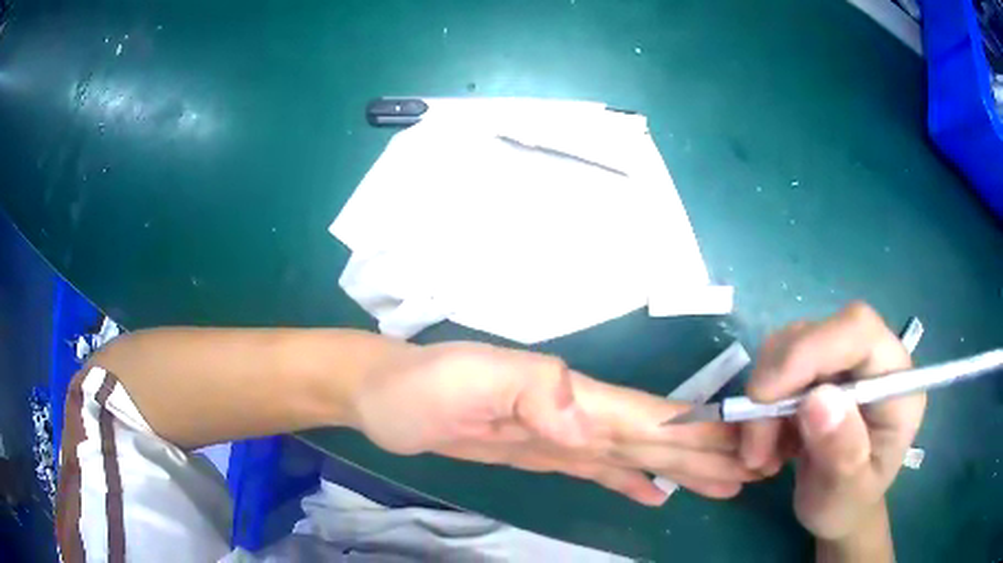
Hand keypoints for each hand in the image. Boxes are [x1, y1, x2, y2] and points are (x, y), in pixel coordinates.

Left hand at [349, 341, 765, 505]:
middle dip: (706, 453)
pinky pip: (600, 471)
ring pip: (636, 456)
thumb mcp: (467, 379)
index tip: (744, 445)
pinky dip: (632, 482)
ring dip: (682, 469)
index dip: (697, 433)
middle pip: (655, 437)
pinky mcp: (542, 454)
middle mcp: (577, 414)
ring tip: (724, 483)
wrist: (382, 395)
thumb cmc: (418, 385)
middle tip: (753, 468)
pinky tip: (656, 494)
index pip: (647, 416)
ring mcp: (562, 436)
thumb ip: (533, 390)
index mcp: (569, 395)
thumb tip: (591, 426)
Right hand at [740, 303, 925, 540]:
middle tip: (756, 444)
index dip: (811, 349)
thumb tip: (817, 399)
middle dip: (777, 384)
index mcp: (896, 380)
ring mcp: (844, 360)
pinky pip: (776, 367)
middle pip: (818, 332)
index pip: (858, 330)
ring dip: (764, 400)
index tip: (766, 397)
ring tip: (761, 452)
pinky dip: (762, 405)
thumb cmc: (849, 504)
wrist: (840, 507)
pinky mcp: (819, 369)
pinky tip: (767, 439)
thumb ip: (842, 450)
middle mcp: (871, 357)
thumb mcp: (847, 493)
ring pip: (789, 346)